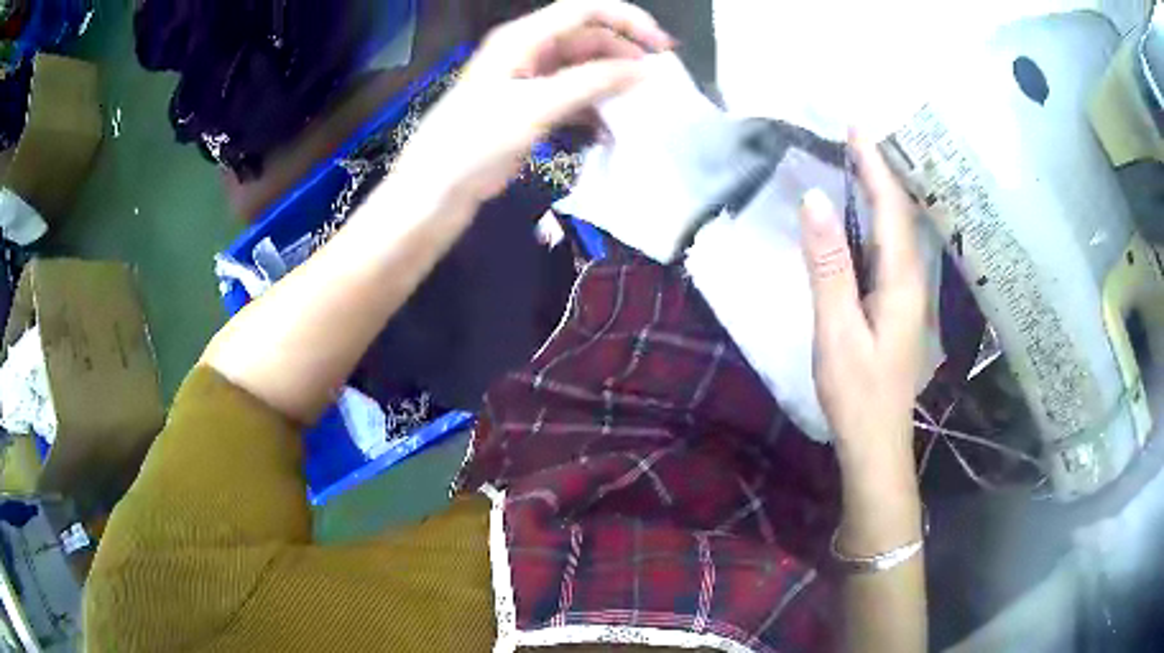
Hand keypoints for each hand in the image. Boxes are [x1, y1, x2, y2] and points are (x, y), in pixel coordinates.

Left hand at [395, 0, 672, 203]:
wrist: (439, 186)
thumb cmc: (477, 139)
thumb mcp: (537, 105)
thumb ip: (592, 82)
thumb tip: (643, 69)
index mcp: (523, 37)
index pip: (584, 11)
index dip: (627, 20)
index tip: (661, 46)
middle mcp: (529, 50)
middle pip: (588, 39)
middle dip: (625, 55)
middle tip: (658, 82)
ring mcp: (530, 79)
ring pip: (584, 69)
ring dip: (613, 84)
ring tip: (641, 106)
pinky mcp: (532, 106)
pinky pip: (574, 96)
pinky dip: (595, 108)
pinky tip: (612, 128)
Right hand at [799, 131, 926, 461]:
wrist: (877, 443)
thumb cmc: (856, 393)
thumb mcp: (837, 330)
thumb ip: (828, 266)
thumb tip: (815, 200)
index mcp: (901, 279)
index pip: (890, 208)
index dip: (873, 164)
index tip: (855, 125)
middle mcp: (912, 278)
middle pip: (902, 213)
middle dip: (882, 169)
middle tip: (857, 135)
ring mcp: (908, 293)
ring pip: (900, 229)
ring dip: (883, 190)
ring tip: (862, 161)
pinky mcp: (898, 305)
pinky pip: (892, 248)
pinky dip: (880, 218)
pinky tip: (867, 215)